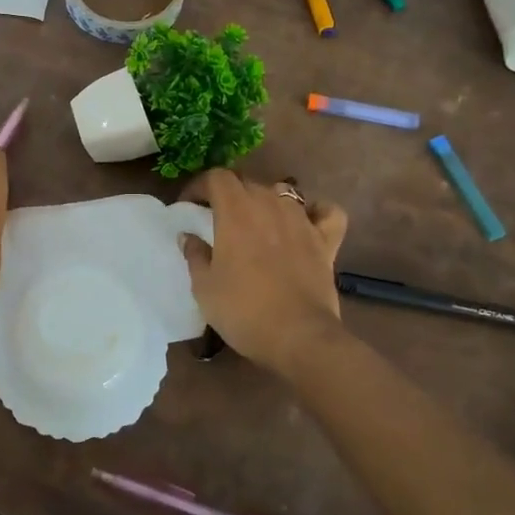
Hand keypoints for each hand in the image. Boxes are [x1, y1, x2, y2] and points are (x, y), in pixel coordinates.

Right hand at [181, 170, 347, 376]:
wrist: (298, 337)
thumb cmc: (242, 310)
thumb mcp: (204, 286)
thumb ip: (194, 254)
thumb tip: (188, 236)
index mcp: (236, 211)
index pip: (216, 177)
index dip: (199, 186)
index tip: (189, 206)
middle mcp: (270, 205)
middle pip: (247, 182)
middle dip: (228, 195)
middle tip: (216, 219)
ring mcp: (302, 220)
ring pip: (282, 193)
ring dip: (265, 201)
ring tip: (256, 223)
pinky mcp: (326, 240)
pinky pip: (325, 213)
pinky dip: (315, 212)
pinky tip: (305, 223)